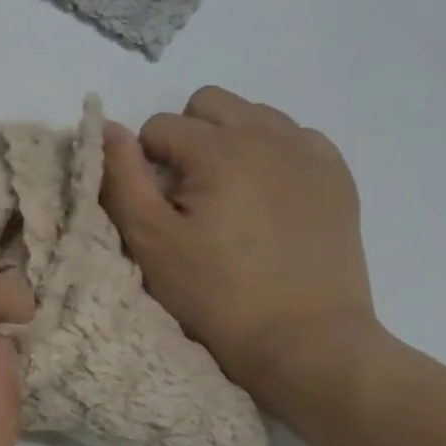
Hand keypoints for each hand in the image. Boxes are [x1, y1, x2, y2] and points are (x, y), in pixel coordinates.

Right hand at [99, 86, 383, 410]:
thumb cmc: (215, 293)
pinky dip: (272, 154)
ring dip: (228, 141)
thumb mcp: (150, 240)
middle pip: (208, 103)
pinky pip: (295, 137)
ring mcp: (310, 154)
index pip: (158, 126)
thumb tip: (107, 128)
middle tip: (186, 192)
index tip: (156, 206)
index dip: (144, 163)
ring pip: (253, 115)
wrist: (305, 341)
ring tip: (227, 194)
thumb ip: (121, 177)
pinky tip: (267, 196)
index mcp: (219, 149)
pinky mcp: (338, 177)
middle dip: (186, 137)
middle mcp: (268, 136)